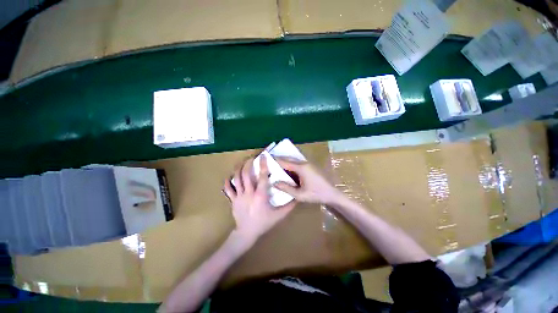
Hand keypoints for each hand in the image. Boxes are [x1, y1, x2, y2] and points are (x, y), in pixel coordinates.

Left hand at [223, 155, 295, 246]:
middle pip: (246, 174)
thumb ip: (289, 206)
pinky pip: (228, 188)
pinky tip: (229, 176)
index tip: (263, 156)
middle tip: (251, 158)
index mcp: (260, 195)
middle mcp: (249, 193)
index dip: (263, 165)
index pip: (262, 177)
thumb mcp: (279, 215)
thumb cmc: (263, 223)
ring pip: (236, 178)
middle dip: (248, 163)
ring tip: (241, 162)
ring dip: (238, 169)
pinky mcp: (233, 200)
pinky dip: (228, 181)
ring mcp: (239, 196)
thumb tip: (297, 198)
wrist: (247, 233)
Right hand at [274, 158, 343, 205]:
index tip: (266, 159)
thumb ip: (286, 188)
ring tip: (275, 165)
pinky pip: (297, 163)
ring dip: (285, 161)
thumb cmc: (316, 194)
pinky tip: (286, 170)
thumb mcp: (299, 194)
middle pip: (289, 159)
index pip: (285, 162)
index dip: (275, 160)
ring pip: (293, 160)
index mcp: (301, 168)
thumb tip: (274, 182)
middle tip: (269, 162)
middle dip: (279, 159)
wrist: (332, 194)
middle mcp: (304, 163)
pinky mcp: (310, 167)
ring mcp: (308, 164)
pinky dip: (290, 165)